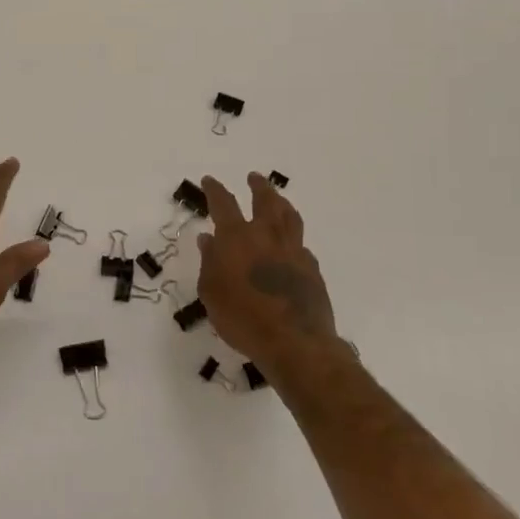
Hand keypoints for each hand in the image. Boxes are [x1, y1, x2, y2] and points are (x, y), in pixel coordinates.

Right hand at [197, 173, 342, 367]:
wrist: (294, 341)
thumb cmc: (242, 317)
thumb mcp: (211, 292)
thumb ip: (209, 262)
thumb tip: (208, 239)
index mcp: (237, 238)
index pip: (223, 204)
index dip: (215, 190)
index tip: (209, 180)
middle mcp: (266, 236)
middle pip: (265, 200)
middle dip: (258, 186)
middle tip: (254, 177)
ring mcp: (293, 250)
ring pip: (289, 216)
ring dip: (281, 202)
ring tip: (278, 198)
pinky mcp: (311, 268)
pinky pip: (301, 244)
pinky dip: (292, 238)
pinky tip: (291, 244)